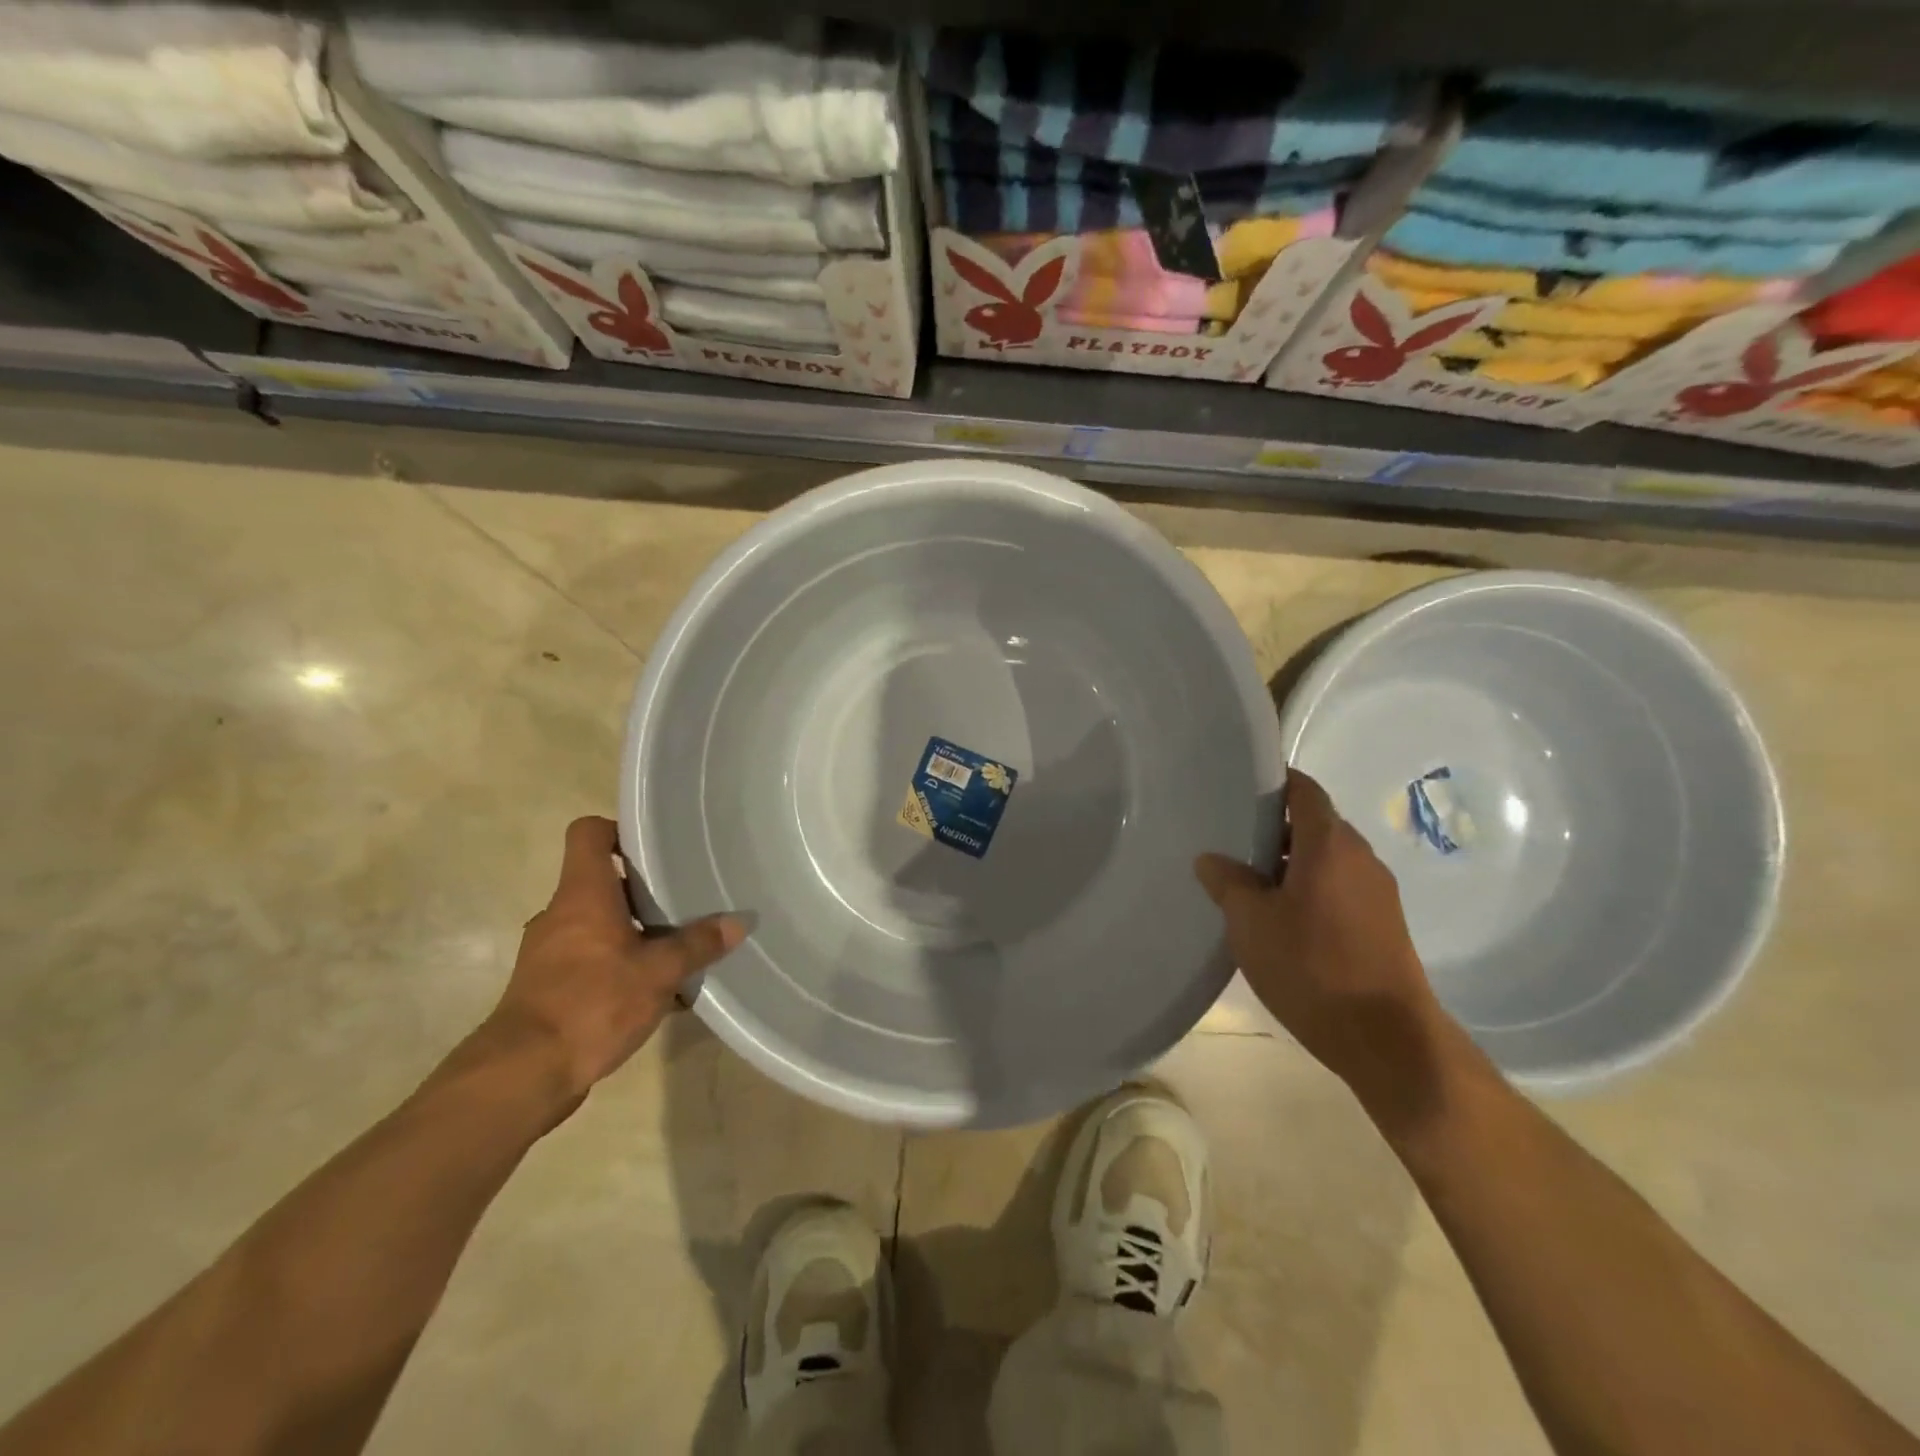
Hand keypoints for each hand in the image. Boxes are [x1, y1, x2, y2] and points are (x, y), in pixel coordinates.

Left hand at [489, 816, 743, 1100]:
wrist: (523, 1075)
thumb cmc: (592, 1003)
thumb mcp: (659, 973)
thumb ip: (698, 944)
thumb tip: (739, 922)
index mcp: (583, 894)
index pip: (589, 833)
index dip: (618, 830)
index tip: (654, 847)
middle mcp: (560, 914)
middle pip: (601, 881)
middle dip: (643, 890)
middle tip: (684, 899)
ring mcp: (549, 952)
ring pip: (598, 924)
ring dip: (634, 932)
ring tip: (675, 950)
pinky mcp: (548, 987)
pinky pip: (590, 960)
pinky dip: (619, 966)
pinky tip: (653, 993)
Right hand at [1195, 770, 1457, 1120]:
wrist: (1387, 1039)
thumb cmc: (1312, 967)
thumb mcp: (1251, 924)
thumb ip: (1228, 883)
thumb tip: (1210, 859)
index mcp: (1330, 845)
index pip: (1305, 792)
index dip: (1276, 782)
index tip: (1242, 787)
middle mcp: (1361, 858)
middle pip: (1317, 824)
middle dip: (1277, 828)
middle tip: (1233, 838)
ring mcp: (1378, 892)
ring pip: (1328, 859)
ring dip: (1293, 862)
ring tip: (1251, 881)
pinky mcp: (1384, 924)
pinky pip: (1341, 887)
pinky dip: (1311, 888)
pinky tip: (1282, 917)